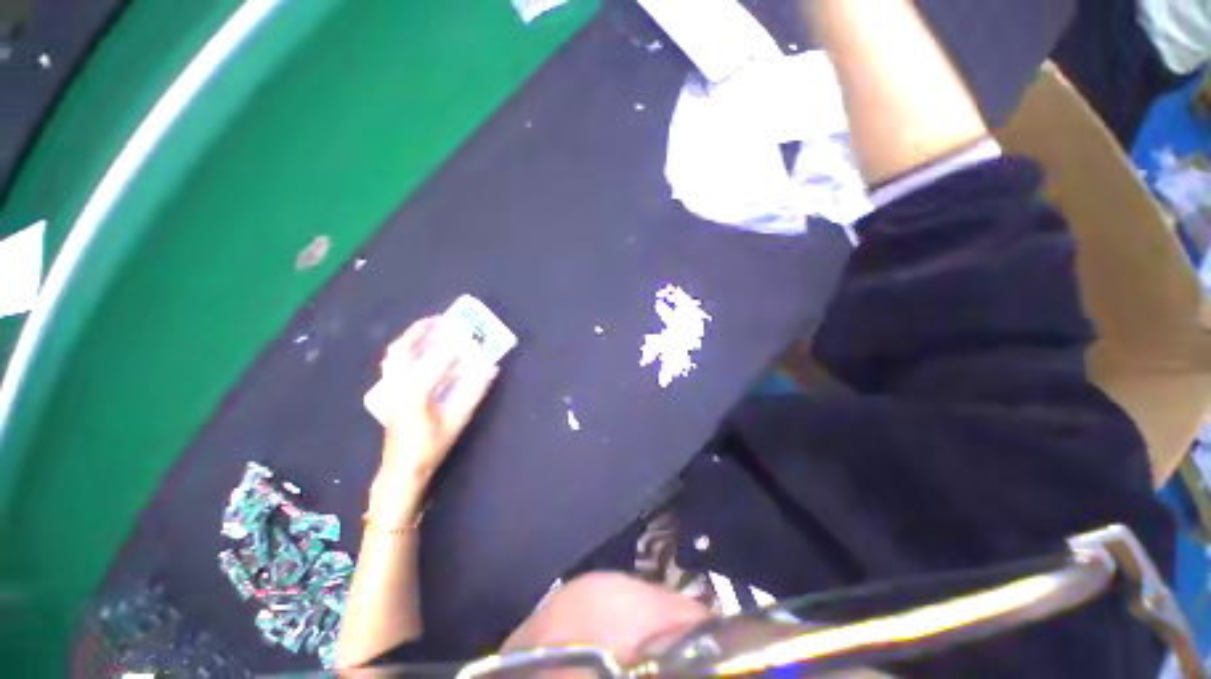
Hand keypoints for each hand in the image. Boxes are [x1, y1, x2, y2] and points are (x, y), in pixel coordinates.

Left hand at [368, 316, 498, 522]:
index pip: (437, 360)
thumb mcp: (457, 420)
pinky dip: (405, 352)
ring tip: (428, 330)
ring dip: (410, 339)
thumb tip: (491, 369)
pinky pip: (393, 365)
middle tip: (439, 320)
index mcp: (415, 393)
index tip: (468, 331)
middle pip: (402, 349)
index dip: (455, 344)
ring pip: (393, 355)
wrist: (401, 470)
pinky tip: (418, 353)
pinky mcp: (387, 394)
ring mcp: (388, 390)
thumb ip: (475, 392)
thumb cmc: (431, 447)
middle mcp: (397, 386)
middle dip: (419, 331)